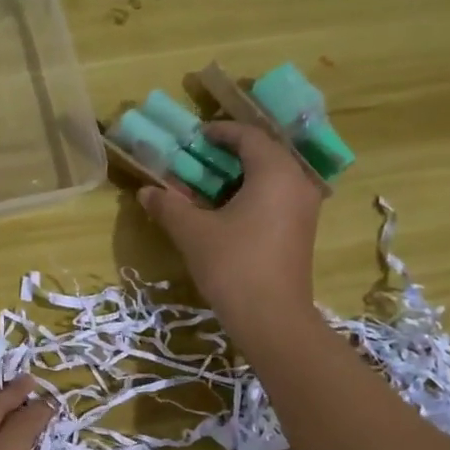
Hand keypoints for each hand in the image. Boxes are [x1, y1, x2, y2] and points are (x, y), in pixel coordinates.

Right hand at [139, 121, 323, 330]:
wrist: (272, 318)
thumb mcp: (193, 233)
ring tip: (211, 184)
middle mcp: (297, 183)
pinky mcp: (302, 231)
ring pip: (273, 177)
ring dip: (242, 175)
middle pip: (265, 153)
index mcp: (275, 172)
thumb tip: (145, 191)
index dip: (220, 131)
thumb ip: (169, 206)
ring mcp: (304, 209)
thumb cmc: (233, 265)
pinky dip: (253, 194)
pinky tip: (229, 210)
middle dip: (232, 152)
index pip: (249, 136)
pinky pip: (278, 197)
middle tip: (201, 157)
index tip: (196, 136)